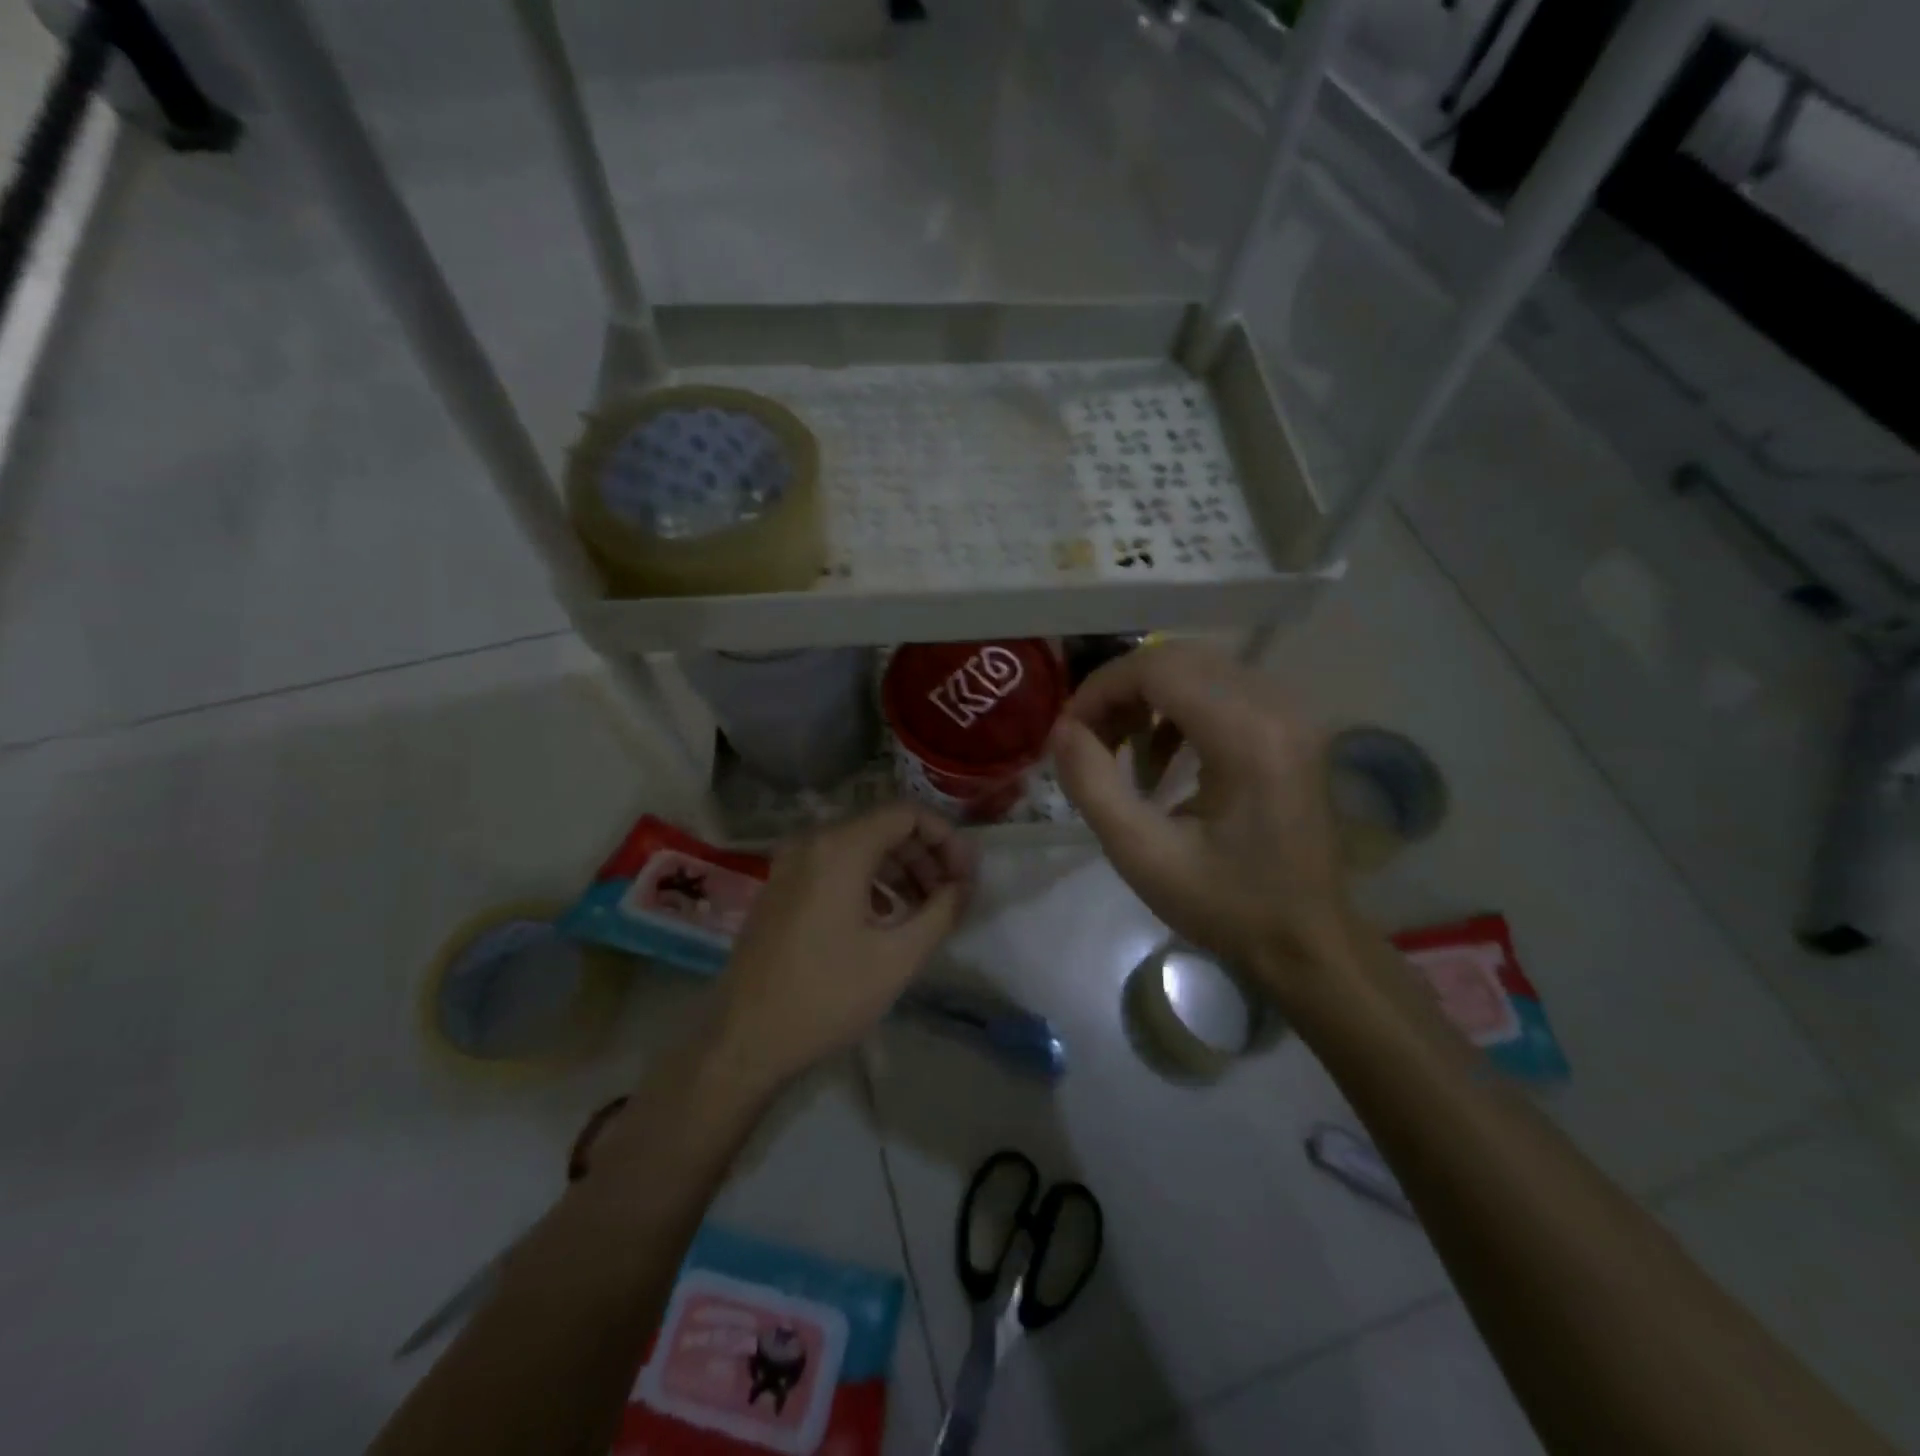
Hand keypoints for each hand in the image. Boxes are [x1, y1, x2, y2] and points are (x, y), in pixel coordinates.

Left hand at [712, 802, 975, 1083]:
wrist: (745, 1040)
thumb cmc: (827, 996)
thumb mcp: (899, 957)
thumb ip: (942, 910)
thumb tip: (965, 885)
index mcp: (840, 848)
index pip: (907, 813)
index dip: (945, 838)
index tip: (966, 876)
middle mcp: (812, 842)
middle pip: (884, 827)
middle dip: (926, 856)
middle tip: (952, 895)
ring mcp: (791, 863)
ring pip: (861, 847)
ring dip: (900, 869)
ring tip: (926, 909)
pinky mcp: (782, 886)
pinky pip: (836, 865)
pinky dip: (870, 880)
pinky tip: (886, 917)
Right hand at [1049, 642, 1357, 1004]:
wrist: (1308, 941)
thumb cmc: (1226, 905)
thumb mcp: (1143, 854)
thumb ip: (1092, 784)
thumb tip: (1061, 731)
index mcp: (1246, 735)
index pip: (1158, 668)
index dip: (1101, 689)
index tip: (1070, 733)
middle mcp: (1275, 707)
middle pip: (1177, 659)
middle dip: (1120, 692)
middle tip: (1089, 741)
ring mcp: (1289, 713)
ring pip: (1197, 669)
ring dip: (1146, 699)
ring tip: (1119, 752)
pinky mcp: (1289, 727)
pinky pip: (1220, 690)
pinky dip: (1177, 711)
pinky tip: (1160, 760)